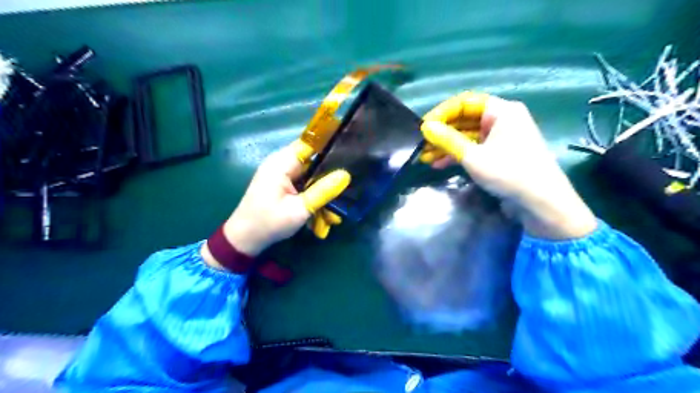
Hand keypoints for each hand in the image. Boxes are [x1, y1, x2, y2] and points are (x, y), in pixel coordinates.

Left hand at [205, 142, 352, 263]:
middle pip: (312, 159)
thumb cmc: (269, 223)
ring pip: (309, 173)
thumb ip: (323, 191)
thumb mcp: (299, 210)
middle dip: (328, 172)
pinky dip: (312, 193)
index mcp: (281, 163)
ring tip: (335, 201)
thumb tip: (346, 175)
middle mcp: (280, 163)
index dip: (329, 145)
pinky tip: (322, 208)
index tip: (350, 153)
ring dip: (321, 187)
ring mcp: (280, 173)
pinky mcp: (281, 183)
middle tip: (347, 184)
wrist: (244, 240)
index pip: (310, 143)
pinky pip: (303, 182)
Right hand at [421, 91, 594, 239]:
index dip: (442, 113)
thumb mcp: (473, 157)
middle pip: (465, 120)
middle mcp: (503, 119)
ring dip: (447, 146)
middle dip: (442, 133)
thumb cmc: (509, 173)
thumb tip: (425, 127)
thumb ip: (447, 140)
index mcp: (502, 111)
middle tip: (422, 146)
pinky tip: (440, 164)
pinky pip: (475, 148)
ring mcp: (502, 137)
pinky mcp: (500, 154)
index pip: (465, 103)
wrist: (542, 203)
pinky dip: (458, 155)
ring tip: (425, 158)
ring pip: (468, 136)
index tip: (424, 128)